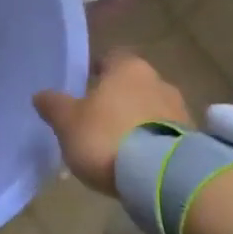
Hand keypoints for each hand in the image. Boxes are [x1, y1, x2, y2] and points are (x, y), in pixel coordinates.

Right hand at [33, 51, 192, 195]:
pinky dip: (150, 141)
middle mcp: (158, 81)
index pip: (110, 58)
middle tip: (96, 118)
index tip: (84, 84)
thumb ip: (54, 105)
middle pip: (132, 84)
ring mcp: (179, 110)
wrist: (162, 176)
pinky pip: (163, 133)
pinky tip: (137, 160)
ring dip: (135, 120)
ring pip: (150, 108)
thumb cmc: (107, 137)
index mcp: (128, 68)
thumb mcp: (68, 123)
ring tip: (117, 144)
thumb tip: (41, 94)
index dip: (95, 70)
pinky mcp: (191, 139)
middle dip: (116, 98)